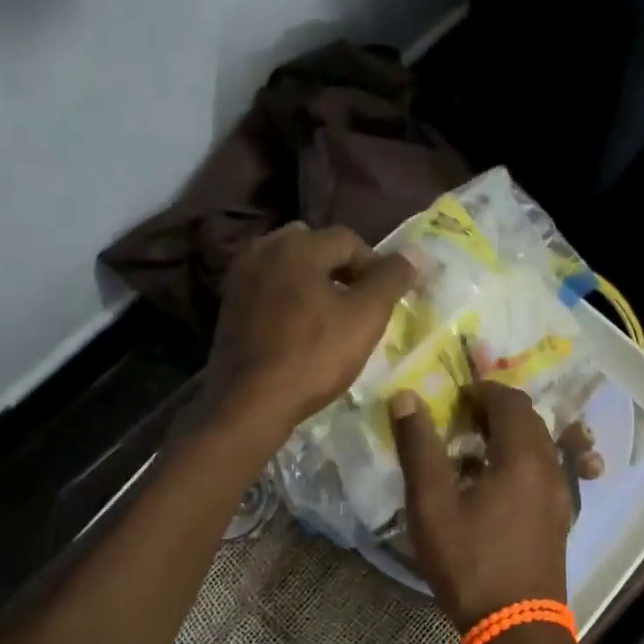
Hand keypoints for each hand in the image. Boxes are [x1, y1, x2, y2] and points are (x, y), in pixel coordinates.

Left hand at [205, 222, 415, 446]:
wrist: (249, 403)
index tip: (385, 299)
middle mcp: (263, 249)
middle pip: (315, 246)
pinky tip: (300, 328)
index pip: (349, 240)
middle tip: (358, 304)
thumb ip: (391, 279)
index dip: (375, 265)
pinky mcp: (229, 304)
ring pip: (290, 267)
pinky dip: (289, 298)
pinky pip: (269, 288)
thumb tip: (414, 254)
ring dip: (314, 283)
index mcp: (297, 244)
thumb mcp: (365, 317)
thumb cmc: (313, 356)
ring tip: (331, 317)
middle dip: (341, 270)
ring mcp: (240, 277)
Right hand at [390, 382, 572, 631]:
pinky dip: (519, 462)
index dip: (481, 391)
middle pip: (528, 419)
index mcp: (522, 456)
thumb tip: (406, 398)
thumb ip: (419, 447)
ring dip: (507, 436)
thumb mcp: (432, 504)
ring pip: (538, 446)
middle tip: (458, 420)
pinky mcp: (559, 517)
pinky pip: (543, 471)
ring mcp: (561, 494)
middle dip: (494, 411)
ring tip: (469, 452)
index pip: (510, 400)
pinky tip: (490, 487)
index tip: (453, 399)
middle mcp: (550, 467)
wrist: (517, 628)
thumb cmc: (470, 562)